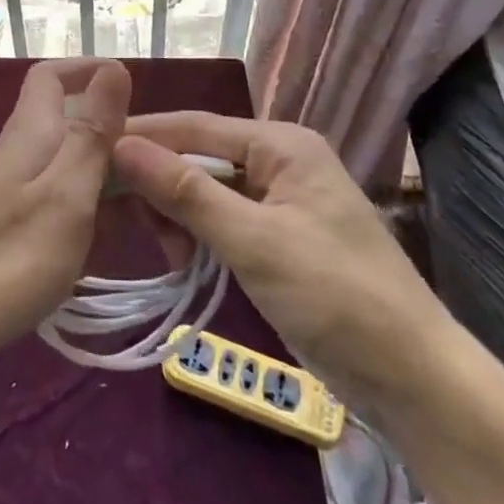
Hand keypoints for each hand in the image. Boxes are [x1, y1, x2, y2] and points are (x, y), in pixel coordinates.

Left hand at [0, 59, 131, 369]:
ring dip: (108, 179)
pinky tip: (106, 239)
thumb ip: (92, 131)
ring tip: (148, 215)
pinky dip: (87, 207)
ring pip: (67, 163)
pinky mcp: (5, 221)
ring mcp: (8, 187)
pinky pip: (56, 196)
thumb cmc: (11, 257)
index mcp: (30, 132)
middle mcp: (17, 150)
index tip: (133, 92)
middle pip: (69, 122)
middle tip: (163, 174)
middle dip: (117, 139)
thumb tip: (113, 66)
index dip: (87, 71)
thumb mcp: (66, 193)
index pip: (52, 76)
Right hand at [113, 112, 452, 404]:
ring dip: (180, 215)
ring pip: (207, 190)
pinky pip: (223, 218)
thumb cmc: (334, 296)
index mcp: (281, 144)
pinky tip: (186, 260)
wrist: (413, 378)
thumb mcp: (252, 241)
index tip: (91, 151)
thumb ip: (185, 191)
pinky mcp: (279, 235)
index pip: (195, 125)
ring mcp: (281, 199)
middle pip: (199, 156)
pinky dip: (200, 235)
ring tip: (172, 255)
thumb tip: (121, 145)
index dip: (142, 136)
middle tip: (136, 226)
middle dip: (163, 186)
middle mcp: (280, 160)